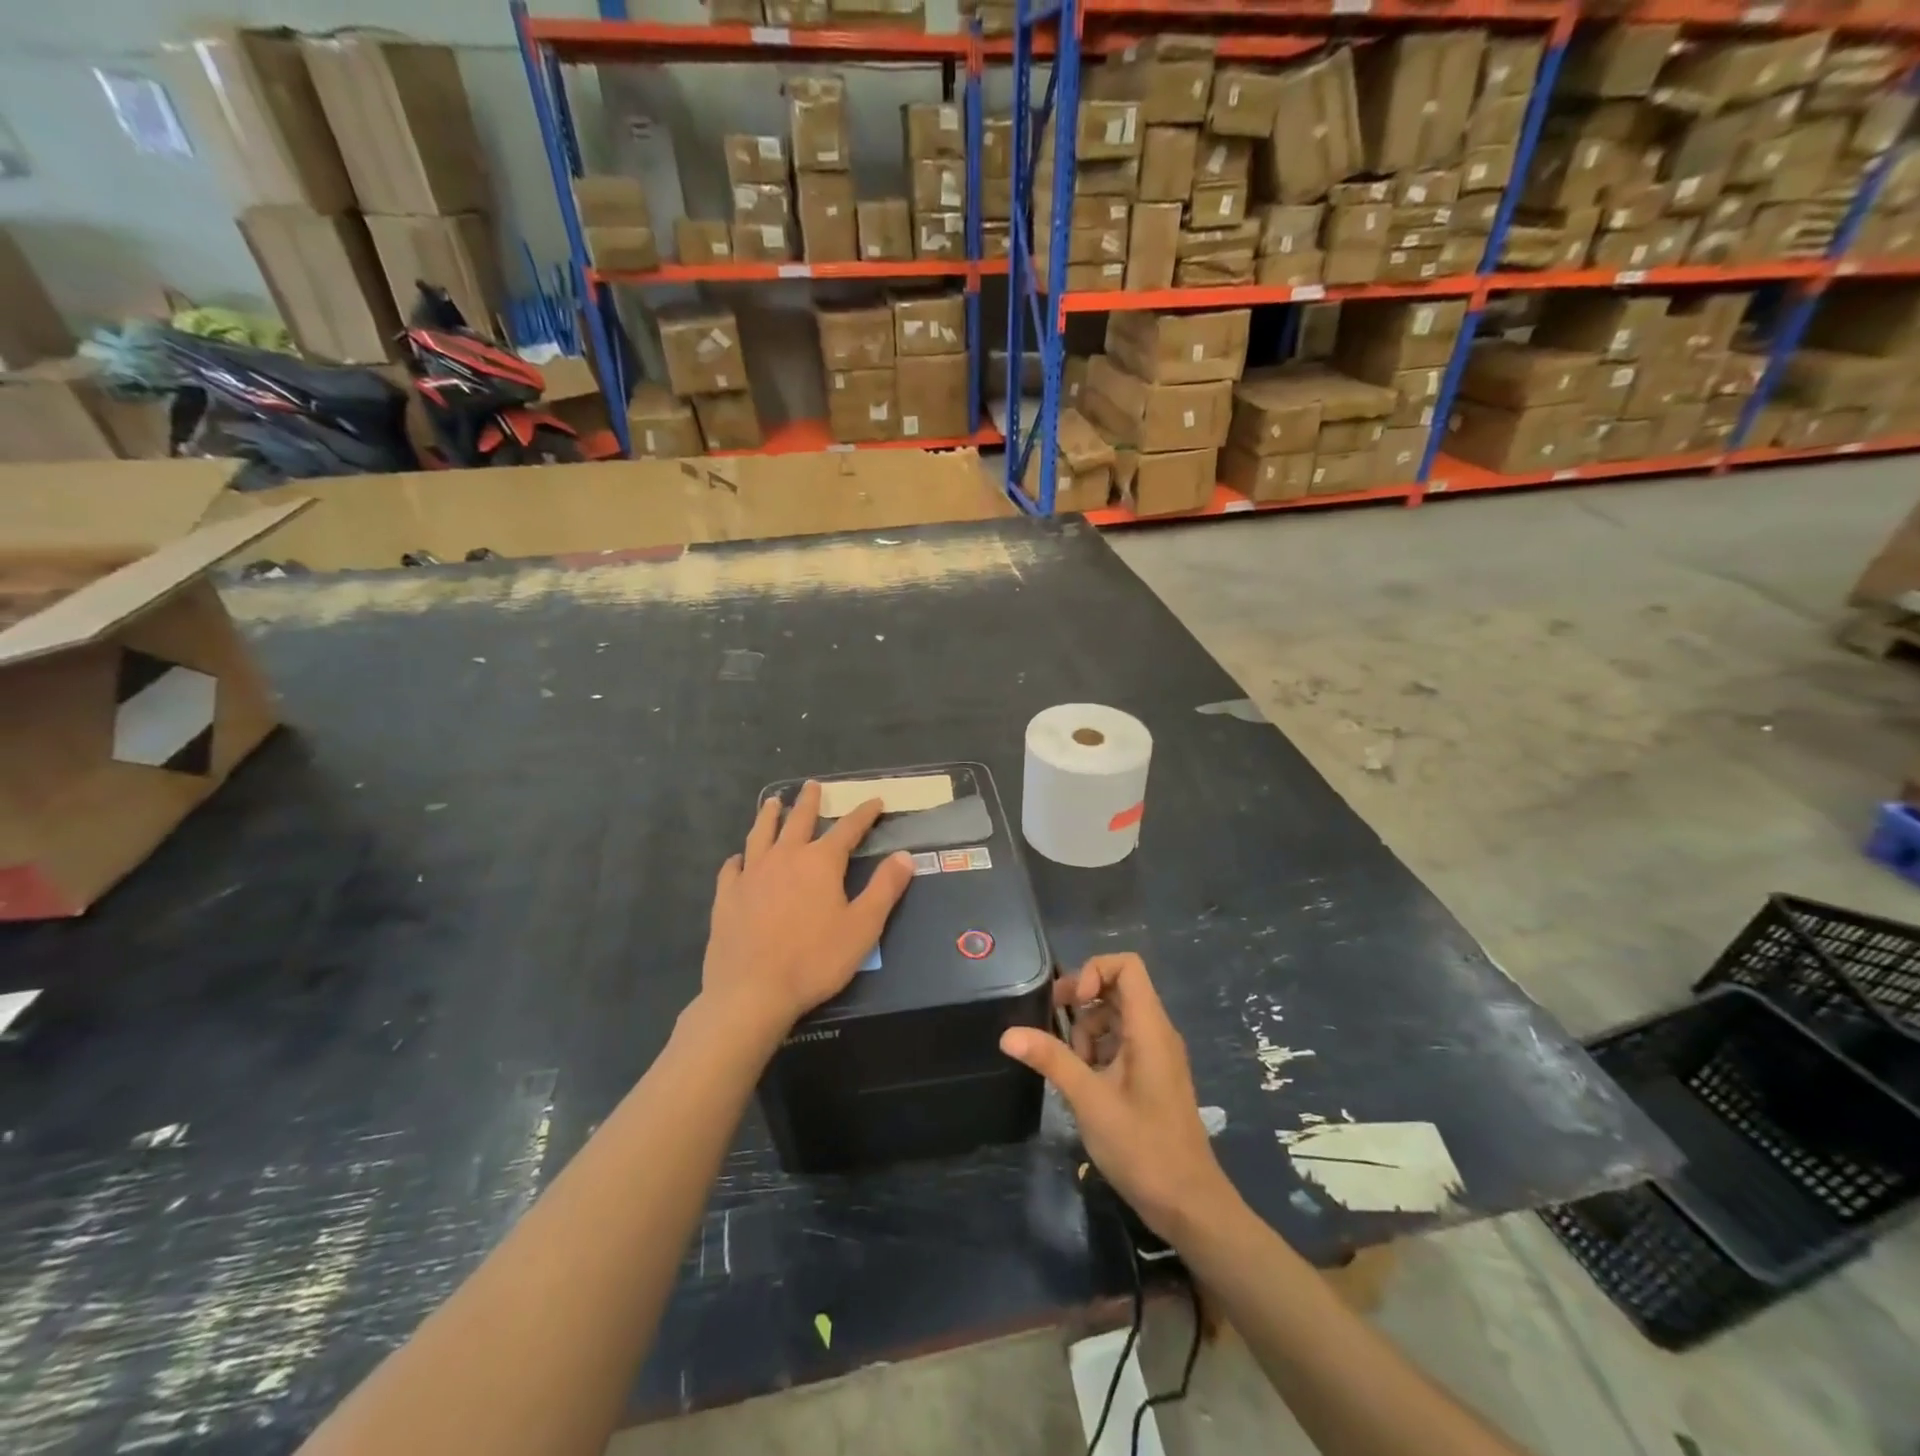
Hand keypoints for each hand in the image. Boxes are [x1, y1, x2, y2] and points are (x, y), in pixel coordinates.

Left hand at [702, 781, 914, 1038]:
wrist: (752, 992)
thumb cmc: (814, 960)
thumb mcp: (863, 927)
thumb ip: (885, 888)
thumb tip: (905, 855)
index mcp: (820, 862)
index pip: (848, 829)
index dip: (864, 814)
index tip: (875, 801)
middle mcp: (785, 857)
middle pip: (799, 820)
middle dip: (810, 802)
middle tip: (813, 785)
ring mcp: (751, 875)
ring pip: (761, 834)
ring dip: (769, 816)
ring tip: (772, 802)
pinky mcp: (726, 896)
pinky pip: (732, 868)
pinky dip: (738, 858)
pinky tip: (739, 858)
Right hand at [1000, 954, 1233, 1241]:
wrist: (1189, 1205)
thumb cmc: (1143, 1148)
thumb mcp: (1089, 1100)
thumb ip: (1051, 1060)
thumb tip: (1007, 1034)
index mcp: (1150, 1028)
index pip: (1127, 965)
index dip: (1093, 970)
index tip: (1069, 1003)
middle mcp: (1157, 1032)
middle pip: (1118, 988)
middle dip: (1082, 1000)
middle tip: (1052, 1027)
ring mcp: (1156, 1054)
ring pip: (1116, 1017)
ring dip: (1087, 1030)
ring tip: (1071, 1067)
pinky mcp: (1152, 1075)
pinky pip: (1122, 1042)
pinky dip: (1098, 1051)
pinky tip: (1082, 1082)